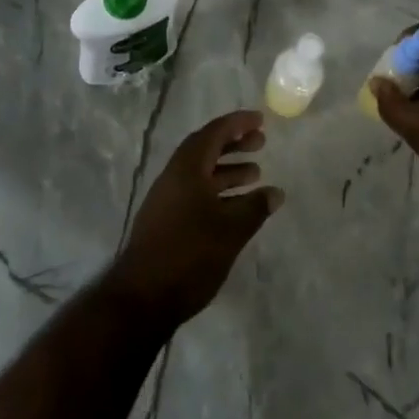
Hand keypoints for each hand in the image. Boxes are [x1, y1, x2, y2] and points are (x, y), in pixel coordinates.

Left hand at [110, 111, 282, 328]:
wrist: (142, 298)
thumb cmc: (189, 255)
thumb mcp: (230, 230)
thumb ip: (255, 208)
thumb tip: (276, 192)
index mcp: (186, 168)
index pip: (214, 133)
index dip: (237, 124)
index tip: (260, 120)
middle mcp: (174, 176)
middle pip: (206, 149)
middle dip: (234, 144)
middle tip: (261, 143)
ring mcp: (167, 199)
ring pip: (201, 173)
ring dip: (227, 169)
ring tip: (256, 174)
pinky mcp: (166, 220)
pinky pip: (196, 192)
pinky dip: (218, 191)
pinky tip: (236, 206)